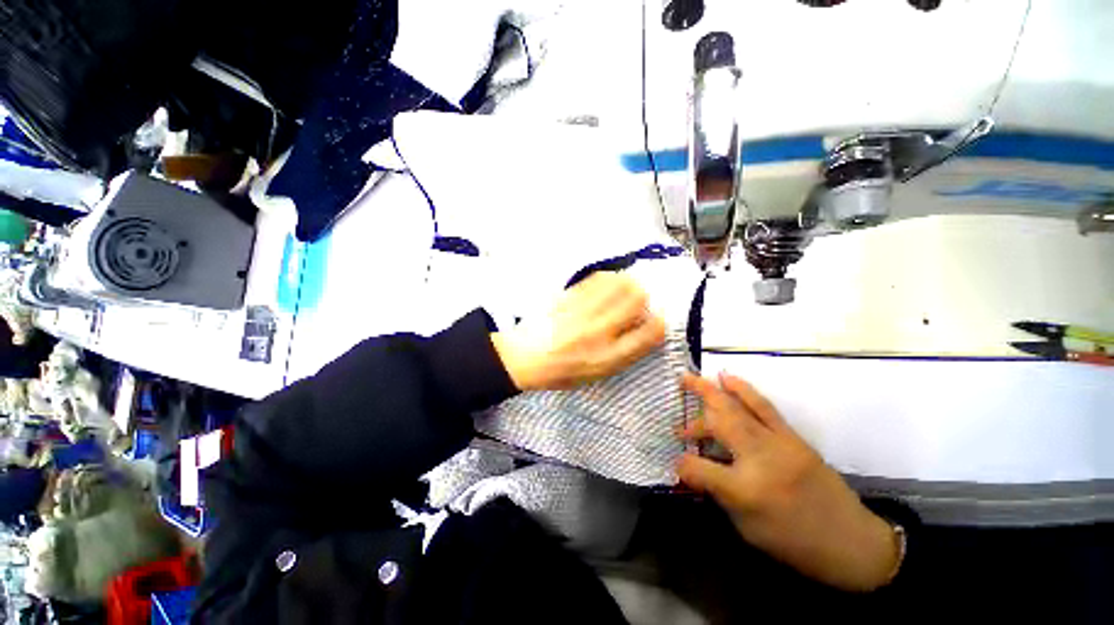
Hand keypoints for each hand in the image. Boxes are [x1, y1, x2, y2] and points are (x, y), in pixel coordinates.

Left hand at [491, 272, 666, 390]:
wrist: (523, 358)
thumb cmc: (561, 372)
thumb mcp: (596, 374)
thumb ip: (622, 354)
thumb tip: (642, 328)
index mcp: (608, 358)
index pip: (649, 334)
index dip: (660, 323)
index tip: (658, 319)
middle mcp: (598, 332)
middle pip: (637, 299)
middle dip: (643, 299)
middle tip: (636, 304)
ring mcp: (582, 311)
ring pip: (619, 283)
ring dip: (627, 284)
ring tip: (621, 291)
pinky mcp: (568, 297)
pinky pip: (597, 278)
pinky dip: (608, 279)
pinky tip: (605, 285)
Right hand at [678, 373, 900, 591]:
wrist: (850, 542)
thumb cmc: (793, 542)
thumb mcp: (746, 528)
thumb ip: (716, 491)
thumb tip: (693, 466)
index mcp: (745, 490)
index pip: (698, 467)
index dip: (682, 463)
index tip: (677, 462)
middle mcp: (759, 460)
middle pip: (718, 423)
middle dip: (694, 404)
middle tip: (678, 386)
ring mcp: (778, 444)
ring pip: (738, 409)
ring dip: (712, 390)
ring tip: (692, 377)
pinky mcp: (793, 437)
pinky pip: (763, 407)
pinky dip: (742, 390)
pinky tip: (728, 378)